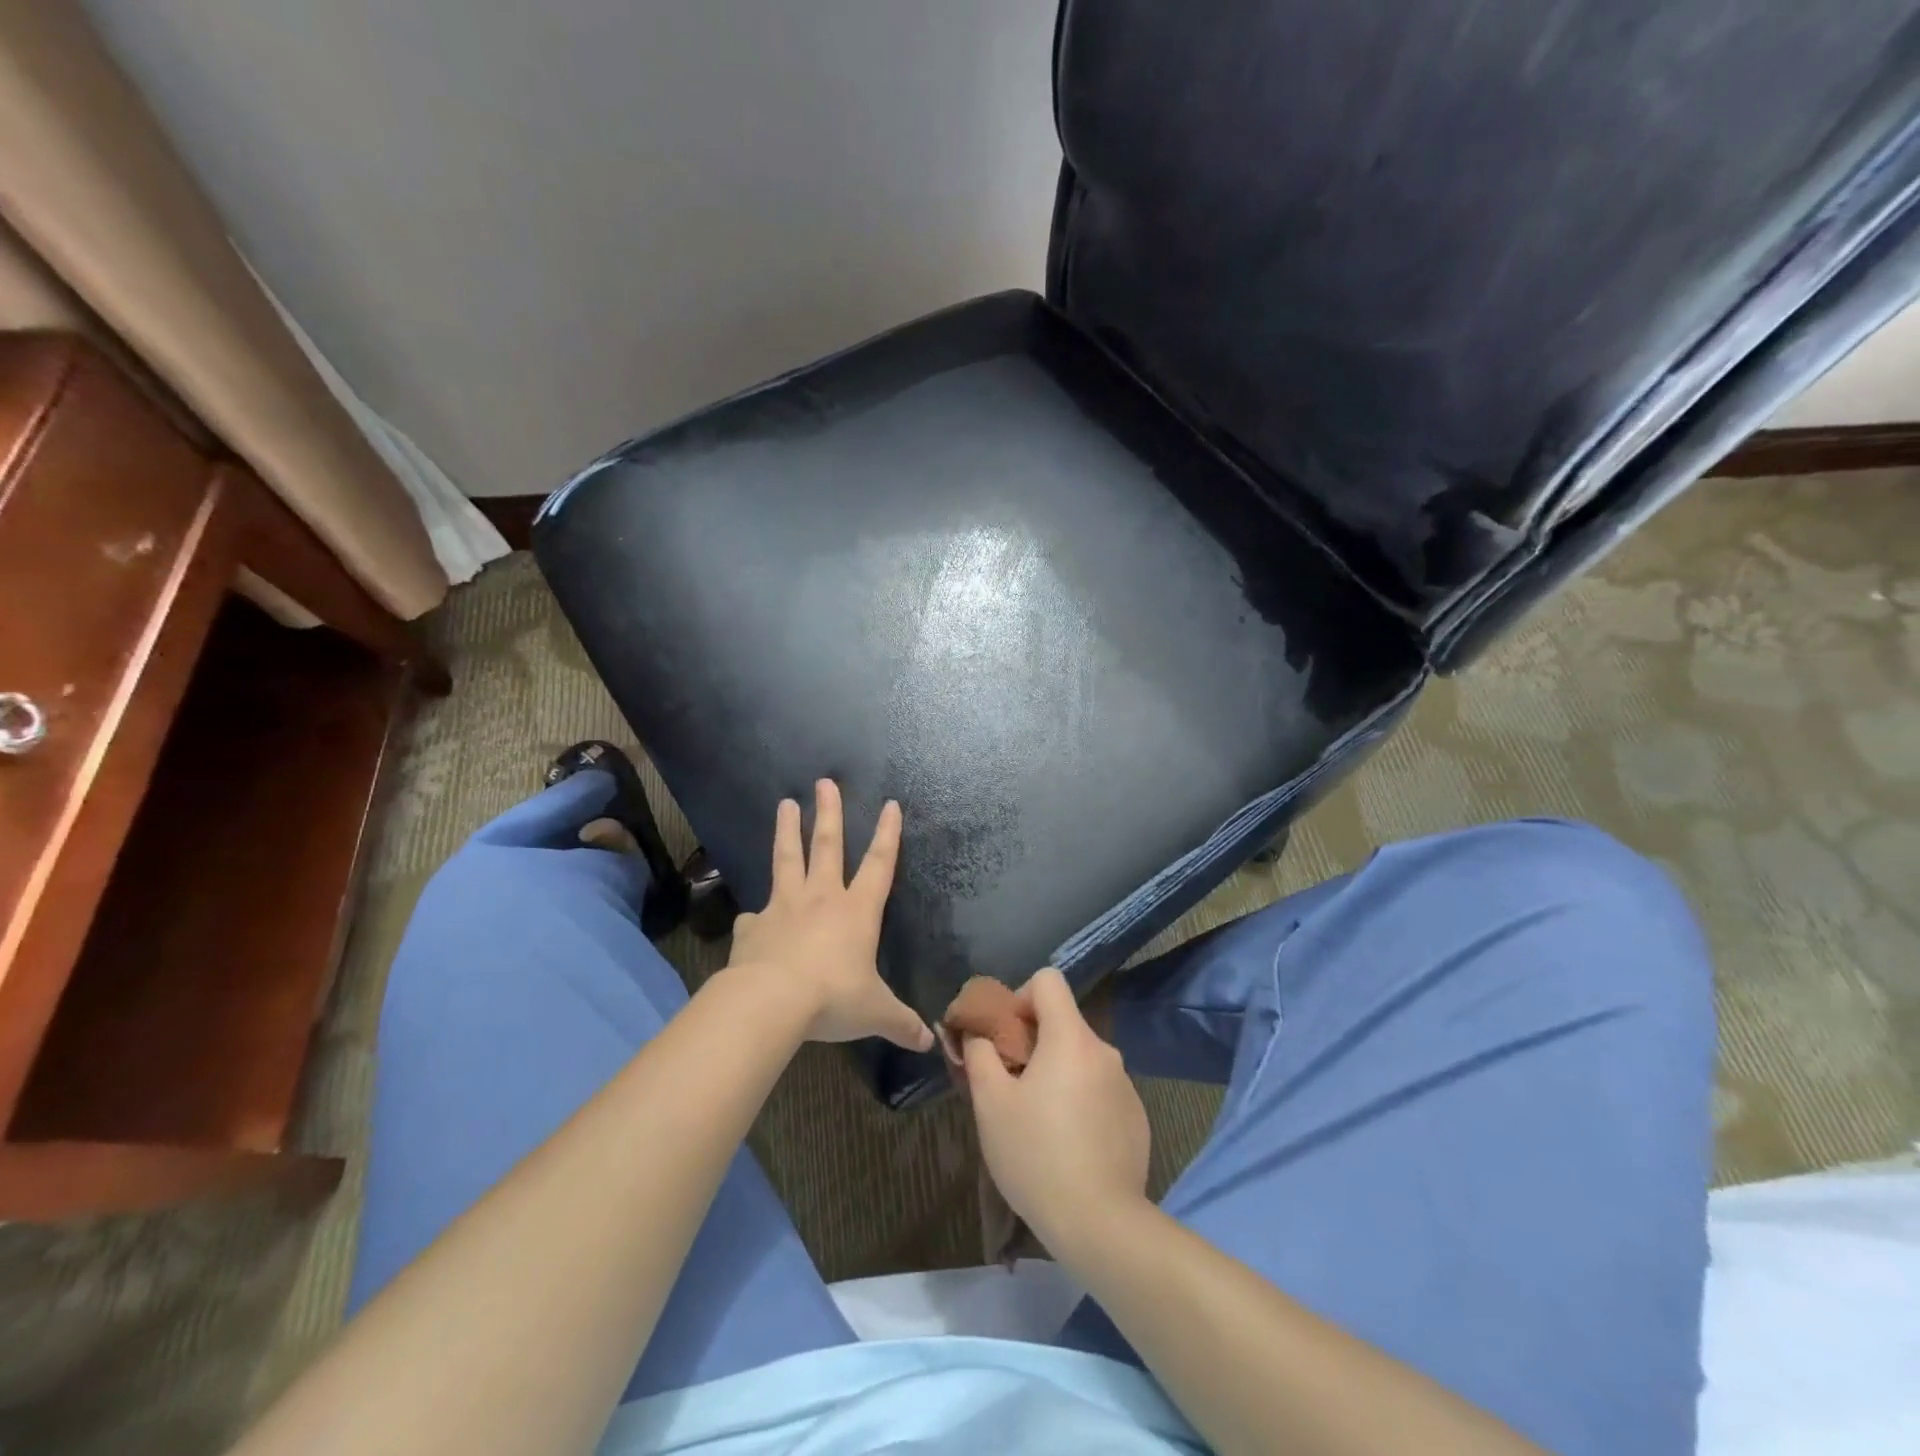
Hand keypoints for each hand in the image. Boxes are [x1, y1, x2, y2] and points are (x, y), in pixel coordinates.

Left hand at [726, 780, 932, 1052]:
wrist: (770, 1002)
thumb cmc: (832, 998)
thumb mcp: (875, 1013)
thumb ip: (901, 1023)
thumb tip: (929, 1042)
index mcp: (857, 911)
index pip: (879, 864)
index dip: (887, 834)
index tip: (890, 805)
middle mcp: (821, 899)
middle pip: (827, 846)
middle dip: (829, 813)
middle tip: (824, 782)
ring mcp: (784, 908)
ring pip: (786, 860)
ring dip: (787, 831)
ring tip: (784, 804)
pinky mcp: (754, 926)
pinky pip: (754, 916)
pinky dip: (755, 914)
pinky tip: (749, 915)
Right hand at [962, 968, 1149, 1248]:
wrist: (1100, 1224)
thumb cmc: (1036, 1155)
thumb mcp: (990, 1103)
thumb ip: (980, 1054)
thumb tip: (977, 1033)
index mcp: (1070, 1037)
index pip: (1048, 980)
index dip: (1021, 997)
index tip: (1007, 1037)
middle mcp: (1104, 1050)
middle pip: (1063, 1022)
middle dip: (1034, 1042)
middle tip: (1012, 1085)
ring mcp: (1125, 1084)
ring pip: (1081, 1058)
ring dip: (1058, 1073)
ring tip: (1038, 1121)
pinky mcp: (1136, 1117)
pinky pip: (1100, 1089)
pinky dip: (1081, 1100)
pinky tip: (1069, 1144)